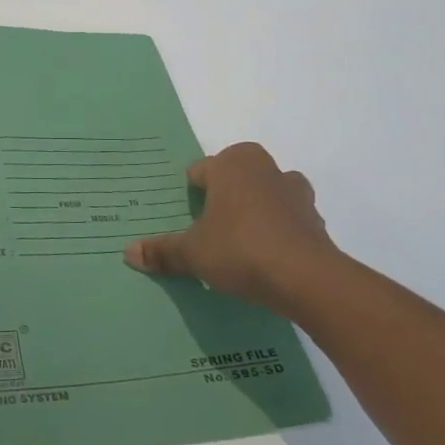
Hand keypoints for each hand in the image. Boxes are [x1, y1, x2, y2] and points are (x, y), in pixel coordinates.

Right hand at [122, 143, 346, 316]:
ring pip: (267, 194)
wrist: (308, 280)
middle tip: (210, 227)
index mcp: (232, 165)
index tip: (185, 218)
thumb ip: (162, 251)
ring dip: (256, 211)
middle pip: (236, 176)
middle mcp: (266, 169)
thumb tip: (127, 252)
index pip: (200, 171)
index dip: (190, 194)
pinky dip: (278, 232)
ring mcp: (296, 193)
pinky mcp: (316, 221)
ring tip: (240, 243)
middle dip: (225, 196)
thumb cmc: (240, 249)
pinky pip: (289, 219)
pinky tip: (267, 258)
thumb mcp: (192, 253)